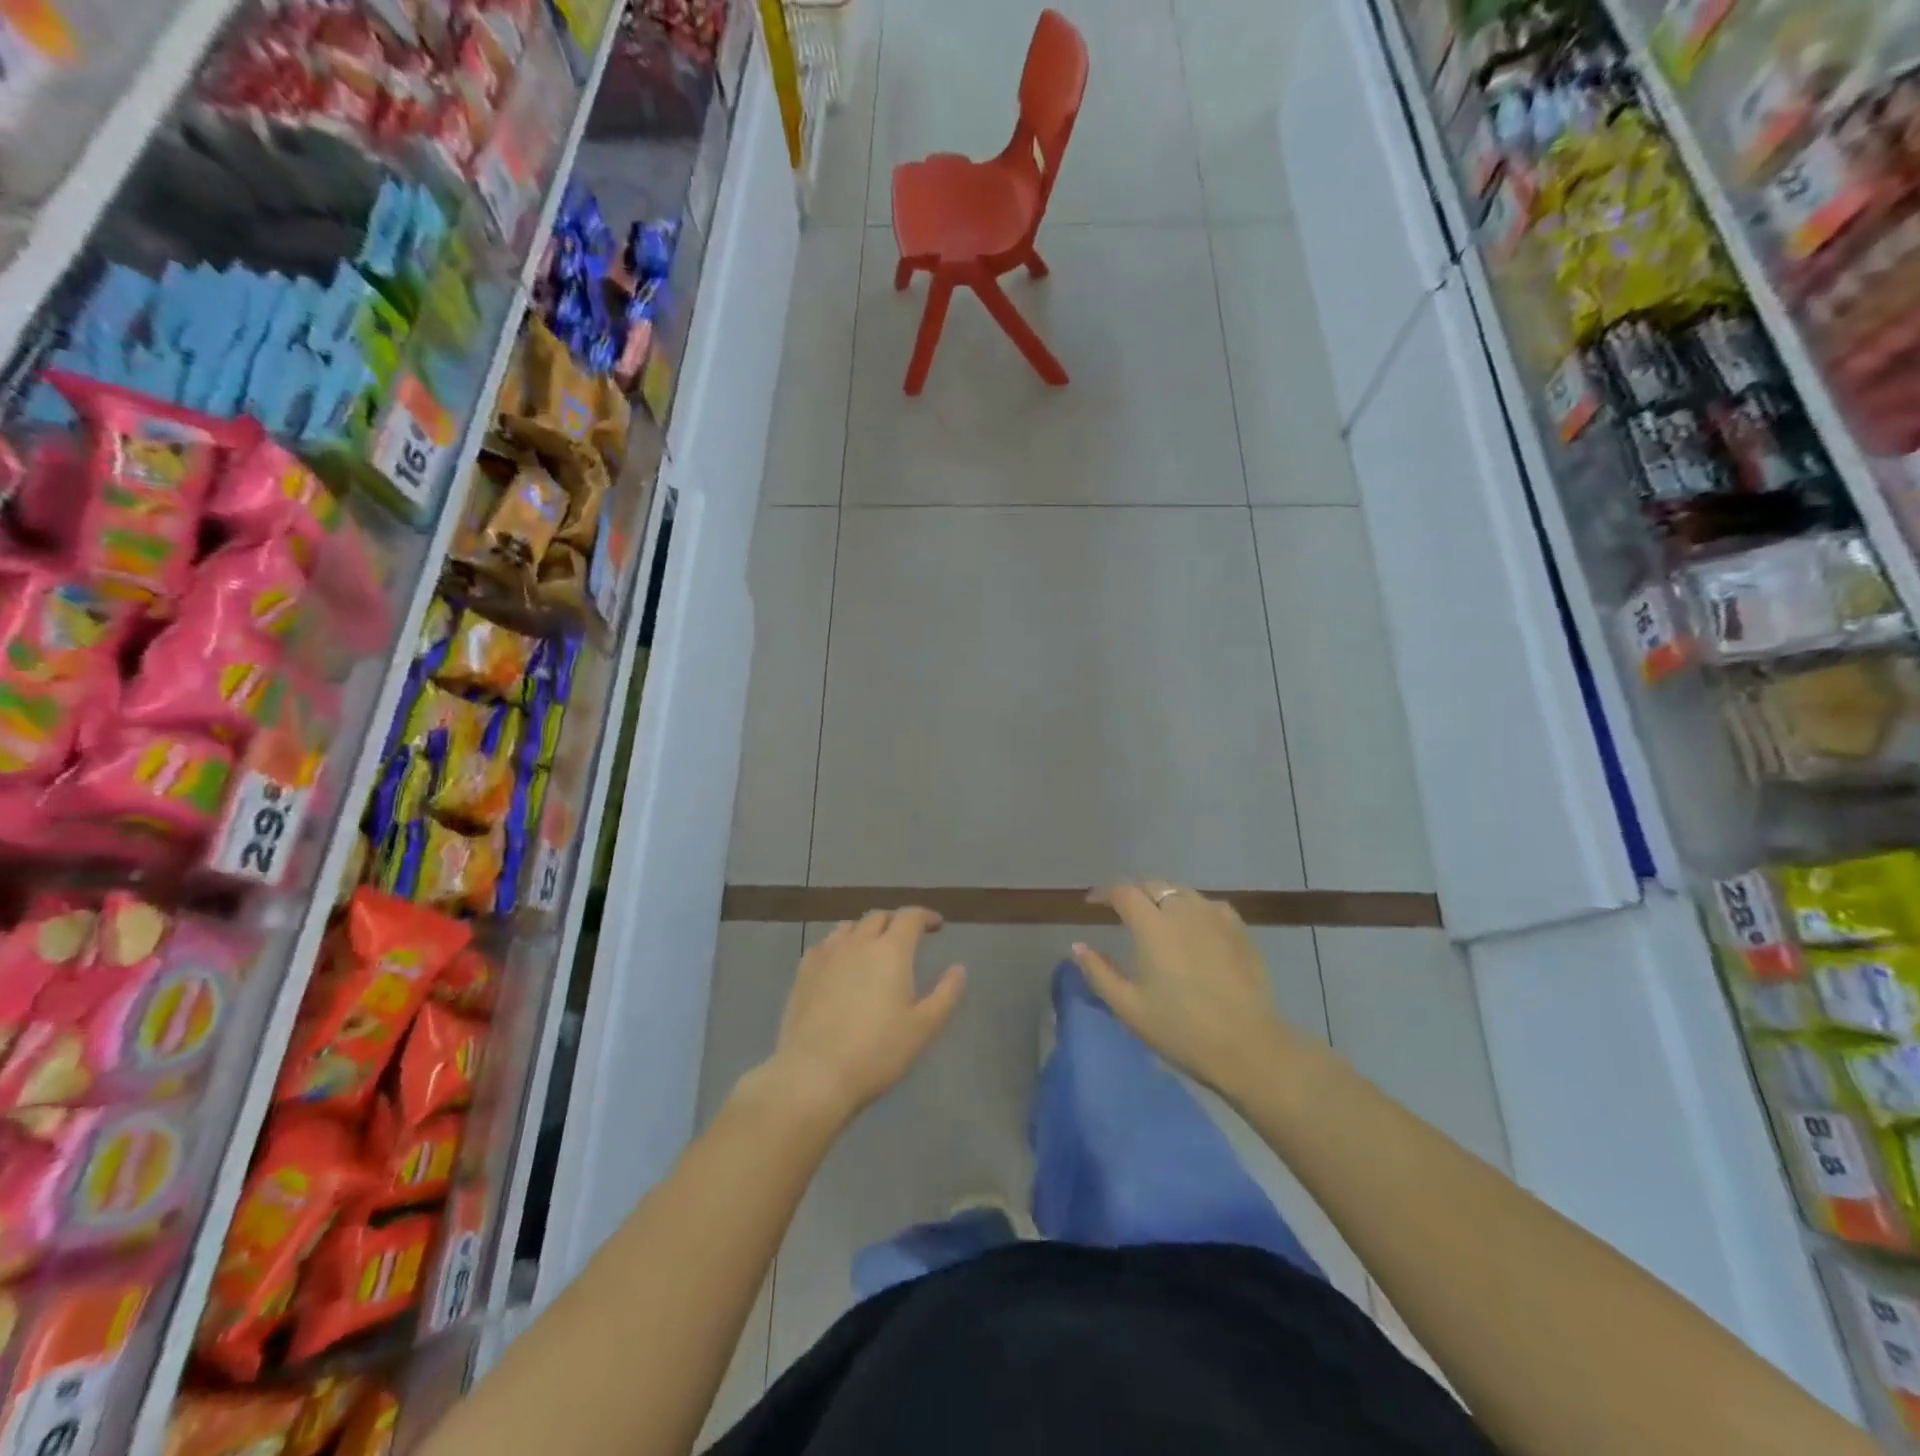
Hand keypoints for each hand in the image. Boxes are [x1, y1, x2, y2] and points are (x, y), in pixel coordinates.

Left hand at [759, 908, 966, 1125]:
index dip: (925, 916)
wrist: (814, 1074)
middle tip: (907, 937)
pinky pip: (825, 944)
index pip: (910, 917)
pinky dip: (839, 945)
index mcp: (891, 950)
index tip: (936, 926)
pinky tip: (840, 963)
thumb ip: (945, 994)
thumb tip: (958, 968)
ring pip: (849, 927)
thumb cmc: (877, 1052)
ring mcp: (827, 954)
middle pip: (879, 917)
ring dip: (866, 930)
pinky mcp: (803, 972)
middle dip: (896, 921)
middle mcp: (858, 942)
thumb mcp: (923, 1028)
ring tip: (873, 947)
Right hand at [1072, 880, 1307, 1096]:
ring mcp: (1215, 918)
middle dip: (1133, 893)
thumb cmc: (1180, 1029)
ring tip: (1157, 918)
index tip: (1092, 904)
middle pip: (1153, 885)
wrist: (1246, 1047)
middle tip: (1123, 913)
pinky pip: (1210, 905)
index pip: (1124, 892)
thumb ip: (1099, 972)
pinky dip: (1193, 908)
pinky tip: (1193, 927)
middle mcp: (1183, 911)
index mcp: (1153, 926)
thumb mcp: (1128, 1007)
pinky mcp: (1239, 931)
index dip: (1104, 893)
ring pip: (1182, 892)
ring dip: (1163, 898)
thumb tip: (1077, 945)